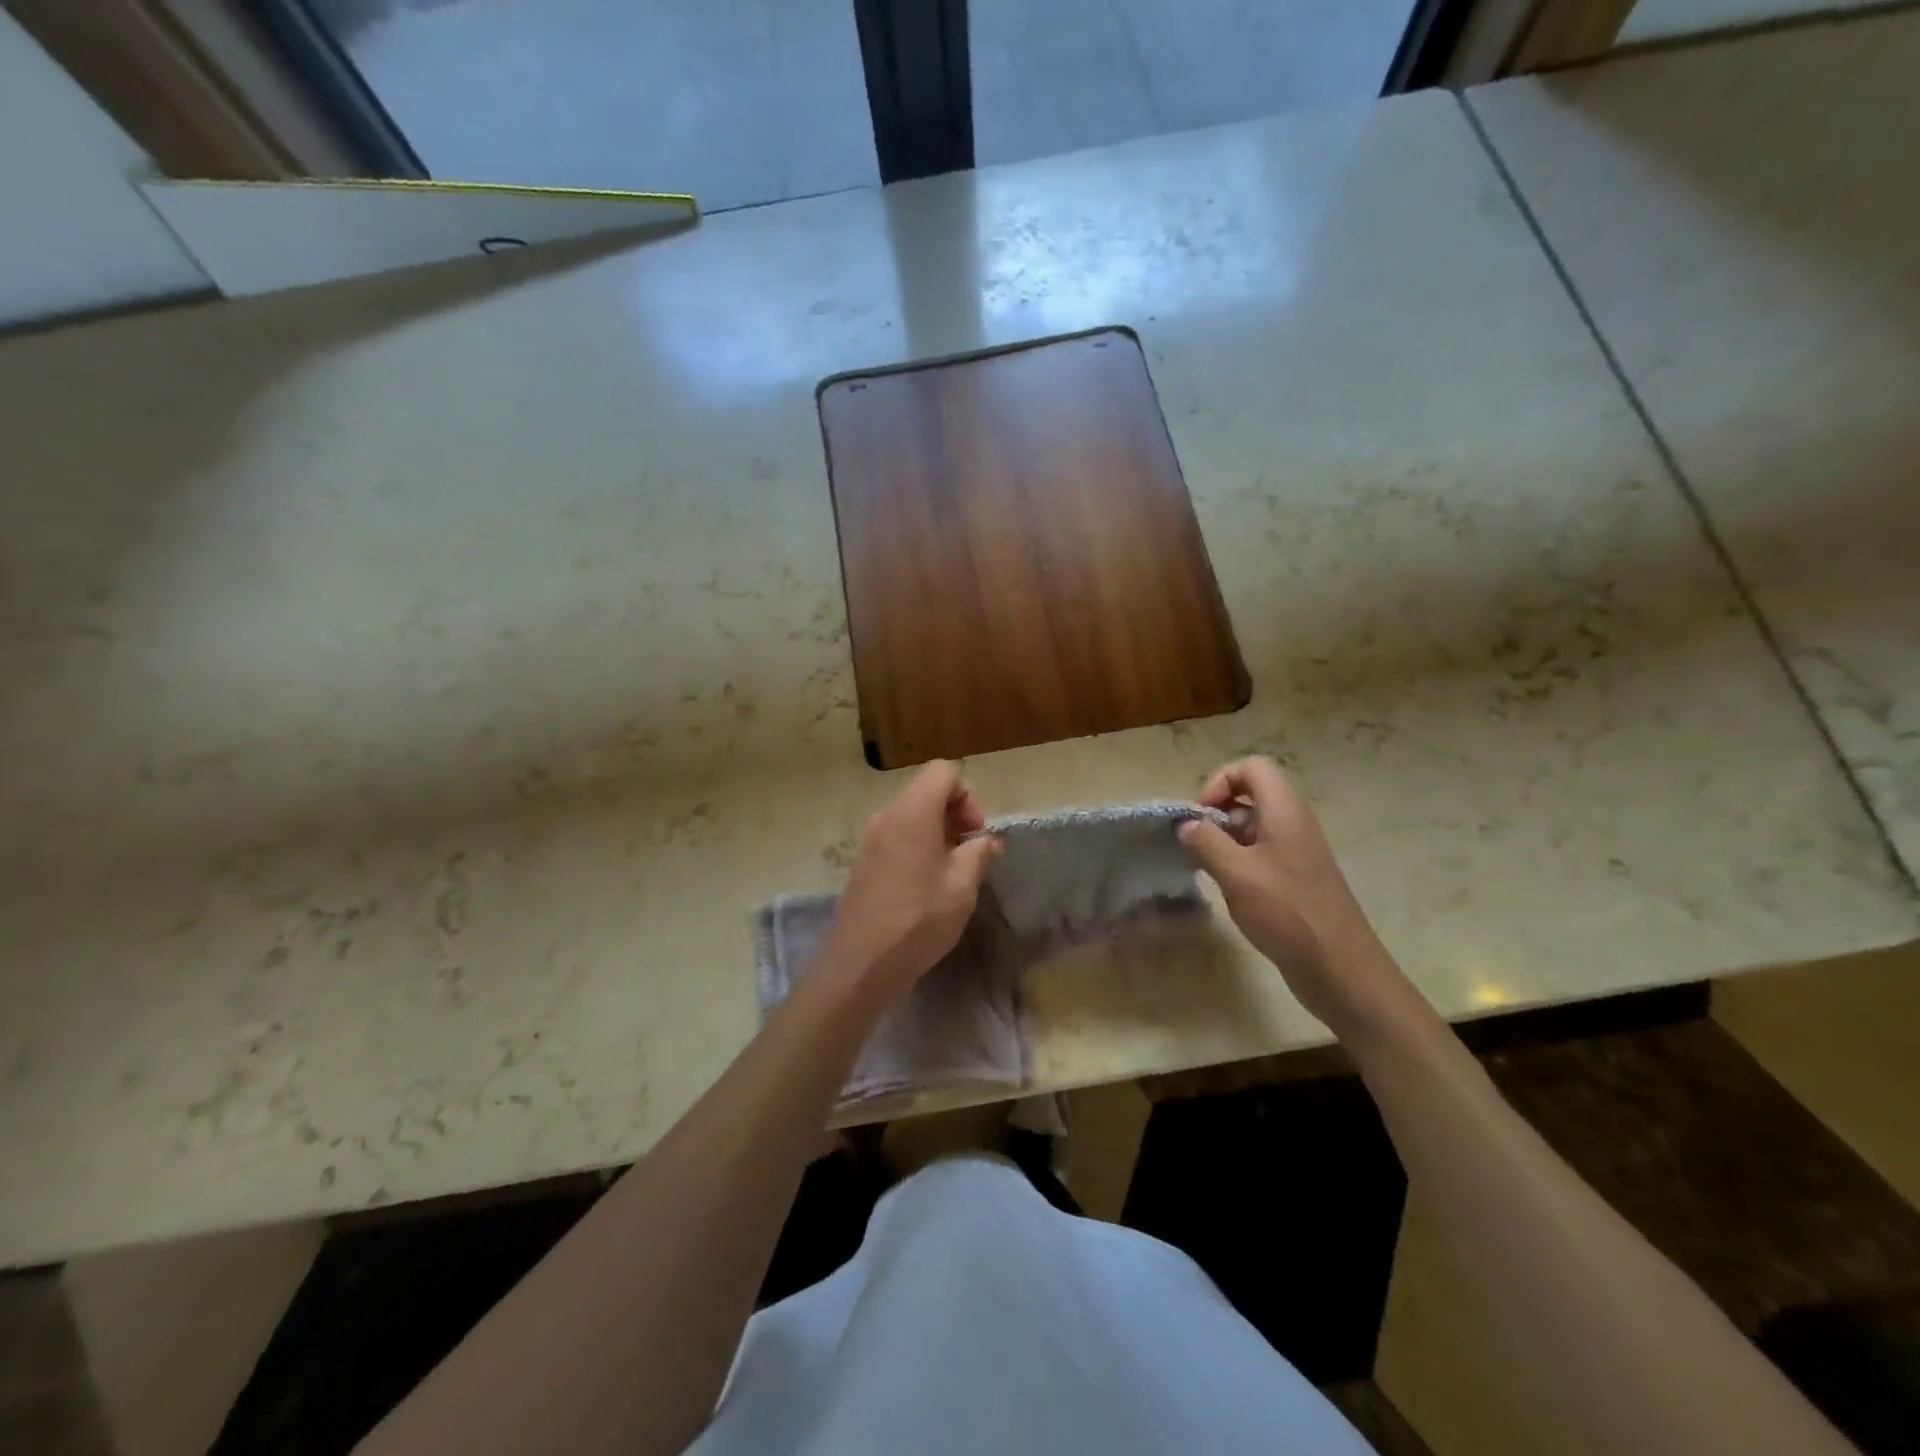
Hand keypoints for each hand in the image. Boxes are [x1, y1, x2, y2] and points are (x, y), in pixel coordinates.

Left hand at [822, 762, 1003, 1000]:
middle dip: (954, 815)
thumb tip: (990, 840)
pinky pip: (896, 837)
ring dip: (937, 833)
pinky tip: (925, 886)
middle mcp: (887, 816)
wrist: (862, 963)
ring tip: (950, 873)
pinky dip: (917, 847)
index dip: (967, 795)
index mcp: (912, 812)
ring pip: (911, 816)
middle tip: (969, 854)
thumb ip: (980, 852)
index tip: (974, 833)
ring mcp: (870, 839)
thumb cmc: (919, 918)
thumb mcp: (963, 885)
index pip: (942, 772)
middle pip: (926, 792)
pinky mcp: (863, 862)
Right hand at [1178, 757, 1414, 1037]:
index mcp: (1285, 811)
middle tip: (1198, 842)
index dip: (1221, 781)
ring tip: (1209, 867)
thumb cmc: (1287, 913)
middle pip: (1252, 793)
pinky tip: (1229, 888)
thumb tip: (1186, 825)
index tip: (1201, 815)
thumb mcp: (1236, 874)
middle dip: (1218, 811)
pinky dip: (1239, 860)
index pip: (1253, 767)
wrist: (1340, 969)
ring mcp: (1298, 851)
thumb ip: (1206, 842)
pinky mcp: (1298, 878)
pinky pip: (1263, 852)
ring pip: (1254, 825)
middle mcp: (1294, 823)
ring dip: (1225, 838)